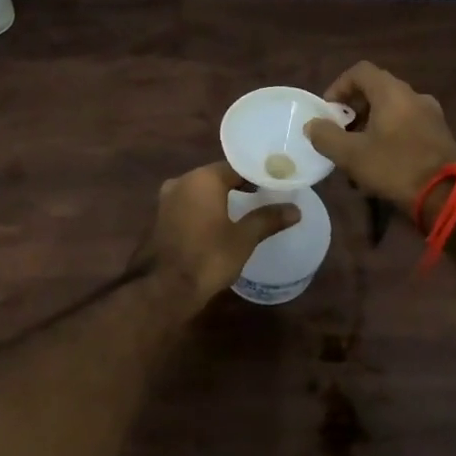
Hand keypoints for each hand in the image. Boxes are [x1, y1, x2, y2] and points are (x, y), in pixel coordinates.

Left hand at [148, 161, 299, 308]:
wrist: (163, 288)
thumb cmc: (208, 257)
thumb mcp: (243, 239)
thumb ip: (267, 219)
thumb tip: (295, 210)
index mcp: (203, 178)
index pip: (236, 167)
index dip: (257, 175)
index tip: (274, 185)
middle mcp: (182, 181)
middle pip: (217, 177)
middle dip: (239, 186)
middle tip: (263, 197)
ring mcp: (167, 199)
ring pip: (200, 191)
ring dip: (220, 198)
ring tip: (244, 210)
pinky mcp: (160, 218)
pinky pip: (188, 205)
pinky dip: (204, 210)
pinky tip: (218, 224)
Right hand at [304, 61, 455, 215]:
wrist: (448, 197)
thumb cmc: (396, 167)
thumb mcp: (352, 155)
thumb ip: (326, 136)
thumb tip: (312, 125)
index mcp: (392, 92)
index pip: (360, 71)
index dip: (339, 86)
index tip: (328, 110)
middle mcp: (414, 96)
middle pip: (377, 90)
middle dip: (354, 108)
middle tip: (340, 132)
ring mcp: (431, 115)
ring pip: (393, 109)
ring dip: (371, 124)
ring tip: (358, 152)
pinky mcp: (440, 135)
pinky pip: (408, 125)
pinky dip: (390, 134)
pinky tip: (382, 162)